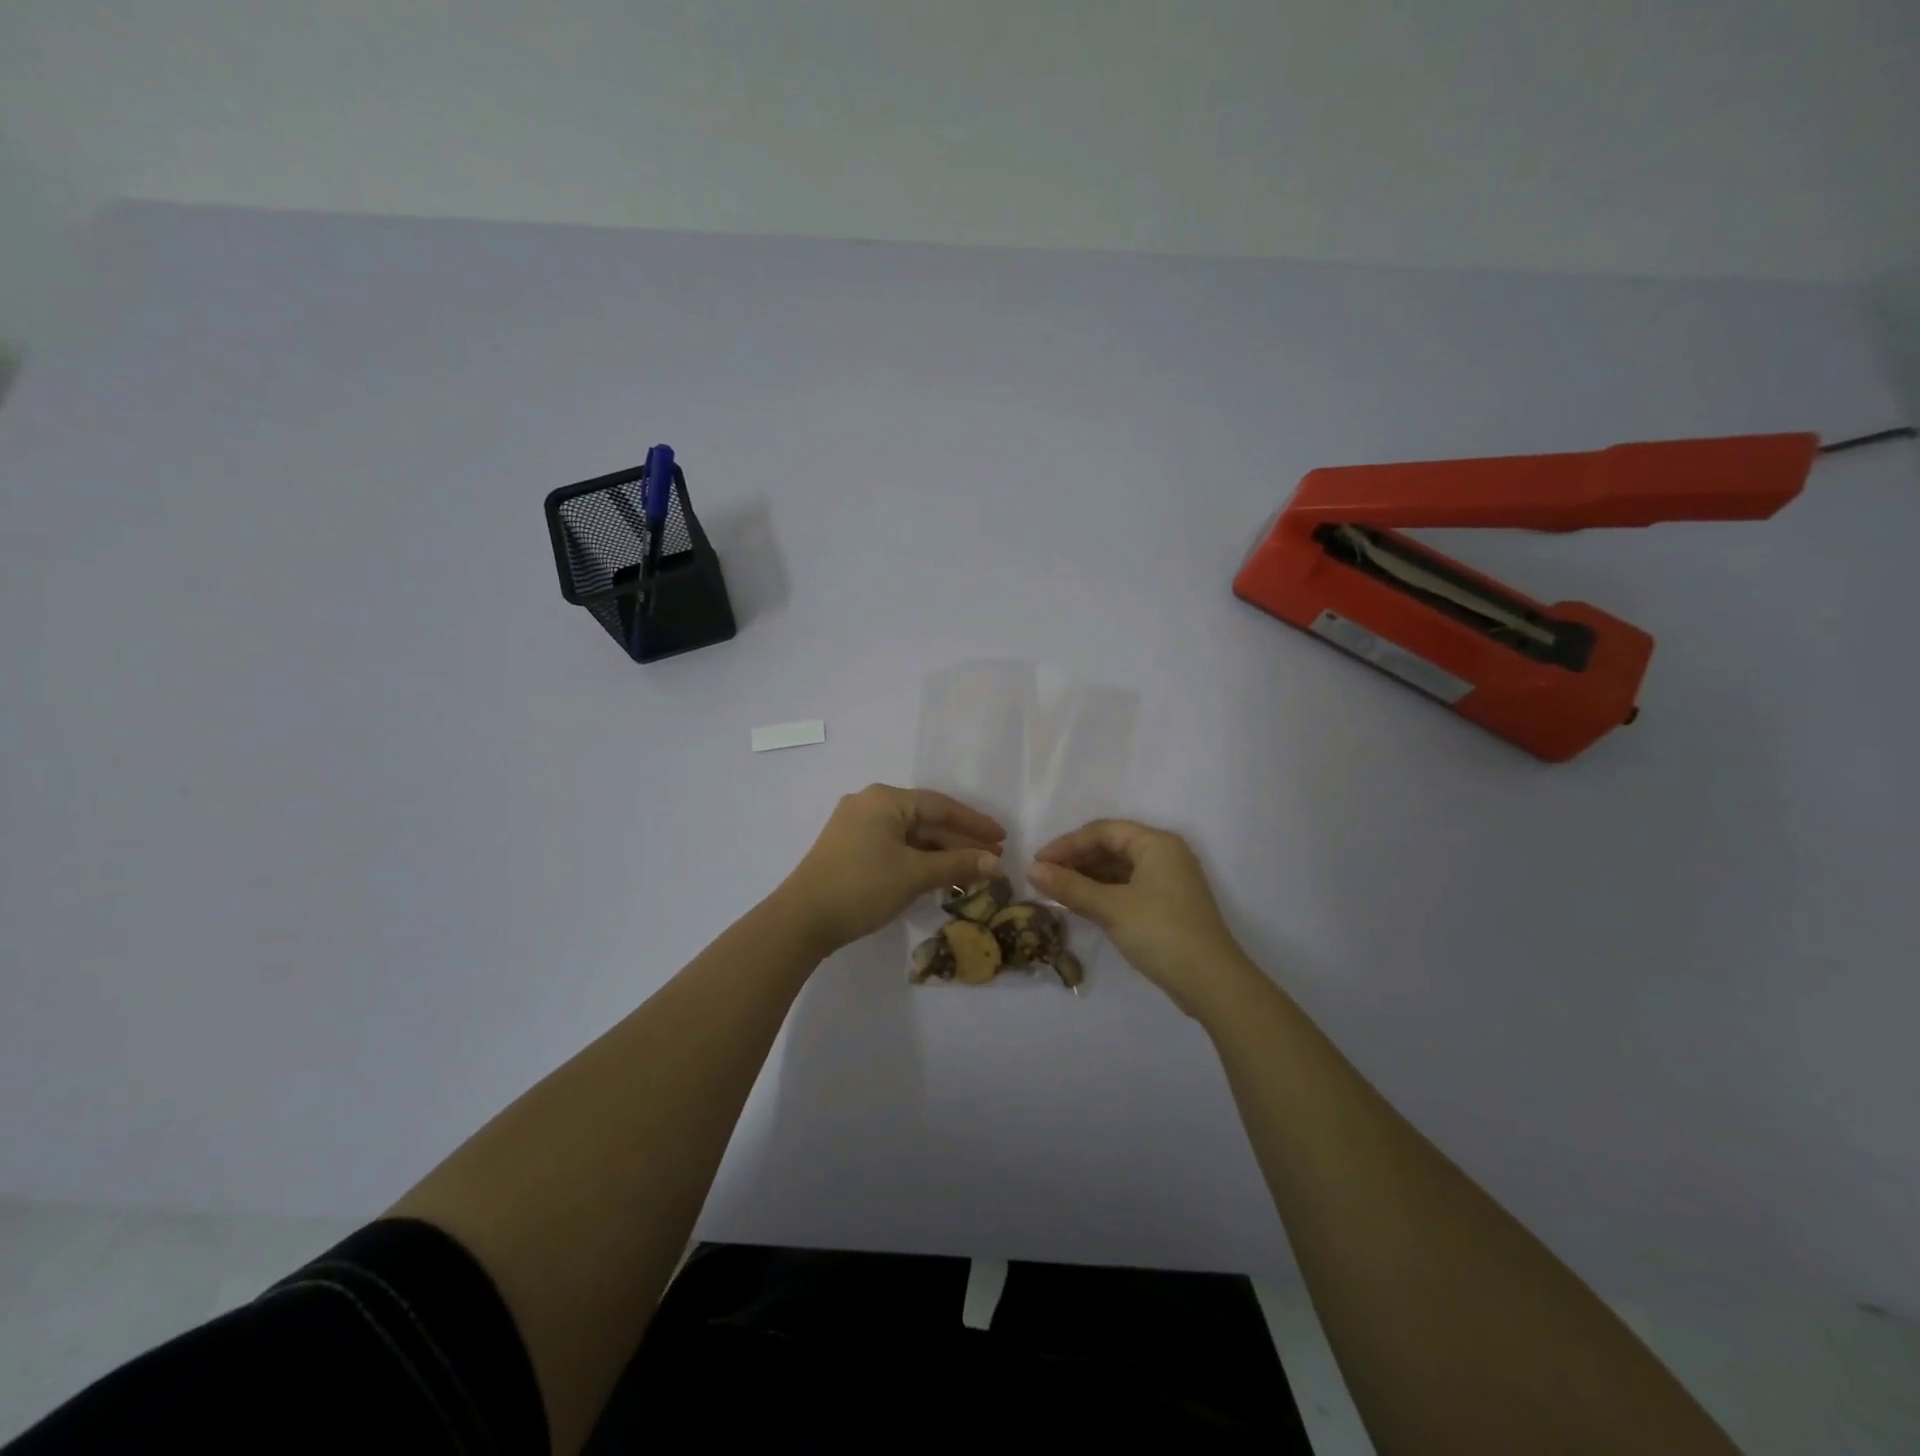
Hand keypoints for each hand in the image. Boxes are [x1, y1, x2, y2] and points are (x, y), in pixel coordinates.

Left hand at [776, 785, 1004, 955]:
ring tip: (973, 872)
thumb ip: (957, 865)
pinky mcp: (849, 850)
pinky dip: (919, 861)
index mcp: (884, 799)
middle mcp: (869, 805)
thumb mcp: (914, 875)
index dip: (974, 823)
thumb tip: (995, 863)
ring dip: (941, 854)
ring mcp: (856, 827)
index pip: (940, 806)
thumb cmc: (862, 886)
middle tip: (993, 859)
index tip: (1002, 837)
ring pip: (910, 836)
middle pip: (925, 820)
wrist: (801, 920)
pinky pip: (894, 848)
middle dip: (959, 841)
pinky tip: (940, 877)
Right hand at [1029, 819, 1252, 1017]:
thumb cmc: (1160, 933)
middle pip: (1112, 846)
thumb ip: (1070, 887)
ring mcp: (1170, 880)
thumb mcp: (1110, 908)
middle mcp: (1165, 854)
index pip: (1103, 831)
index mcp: (1156, 843)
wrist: (1211, 982)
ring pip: (1120, 868)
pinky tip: (1083, 905)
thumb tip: (1032, 870)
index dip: (1067, 844)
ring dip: (1088, 877)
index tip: (1038, 862)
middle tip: (1045, 877)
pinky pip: (1129, 886)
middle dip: (1076, 860)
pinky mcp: (1169, 904)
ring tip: (1058, 891)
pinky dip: (1104, 892)